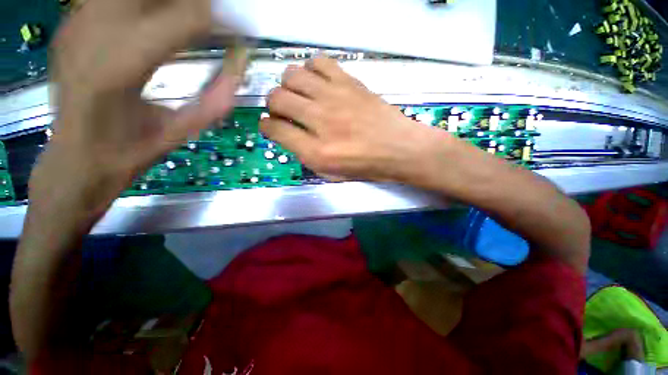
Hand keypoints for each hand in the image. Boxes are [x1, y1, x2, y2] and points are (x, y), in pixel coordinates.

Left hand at [31, 0, 245, 219]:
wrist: (74, 159)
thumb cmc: (127, 153)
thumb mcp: (180, 133)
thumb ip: (214, 101)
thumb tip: (239, 66)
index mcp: (122, 67)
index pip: (185, 19)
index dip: (220, 20)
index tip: (240, 32)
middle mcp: (94, 32)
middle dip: (193, 3)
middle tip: (213, 23)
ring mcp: (77, 22)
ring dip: (167, 2)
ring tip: (187, 21)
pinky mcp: (70, 22)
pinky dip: (141, 4)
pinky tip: (153, 20)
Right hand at [261, 57, 442, 182]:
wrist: (399, 149)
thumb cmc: (365, 166)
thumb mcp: (331, 173)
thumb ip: (305, 154)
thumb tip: (288, 134)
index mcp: (316, 151)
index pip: (274, 129)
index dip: (267, 127)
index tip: (271, 127)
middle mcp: (320, 121)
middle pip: (277, 98)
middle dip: (273, 105)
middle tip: (284, 111)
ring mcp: (334, 97)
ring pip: (292, 75)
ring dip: (289, 86)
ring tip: (299, 96)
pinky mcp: (349, 82)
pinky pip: (318, 62)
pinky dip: (310, 70)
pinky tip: (317, 83)